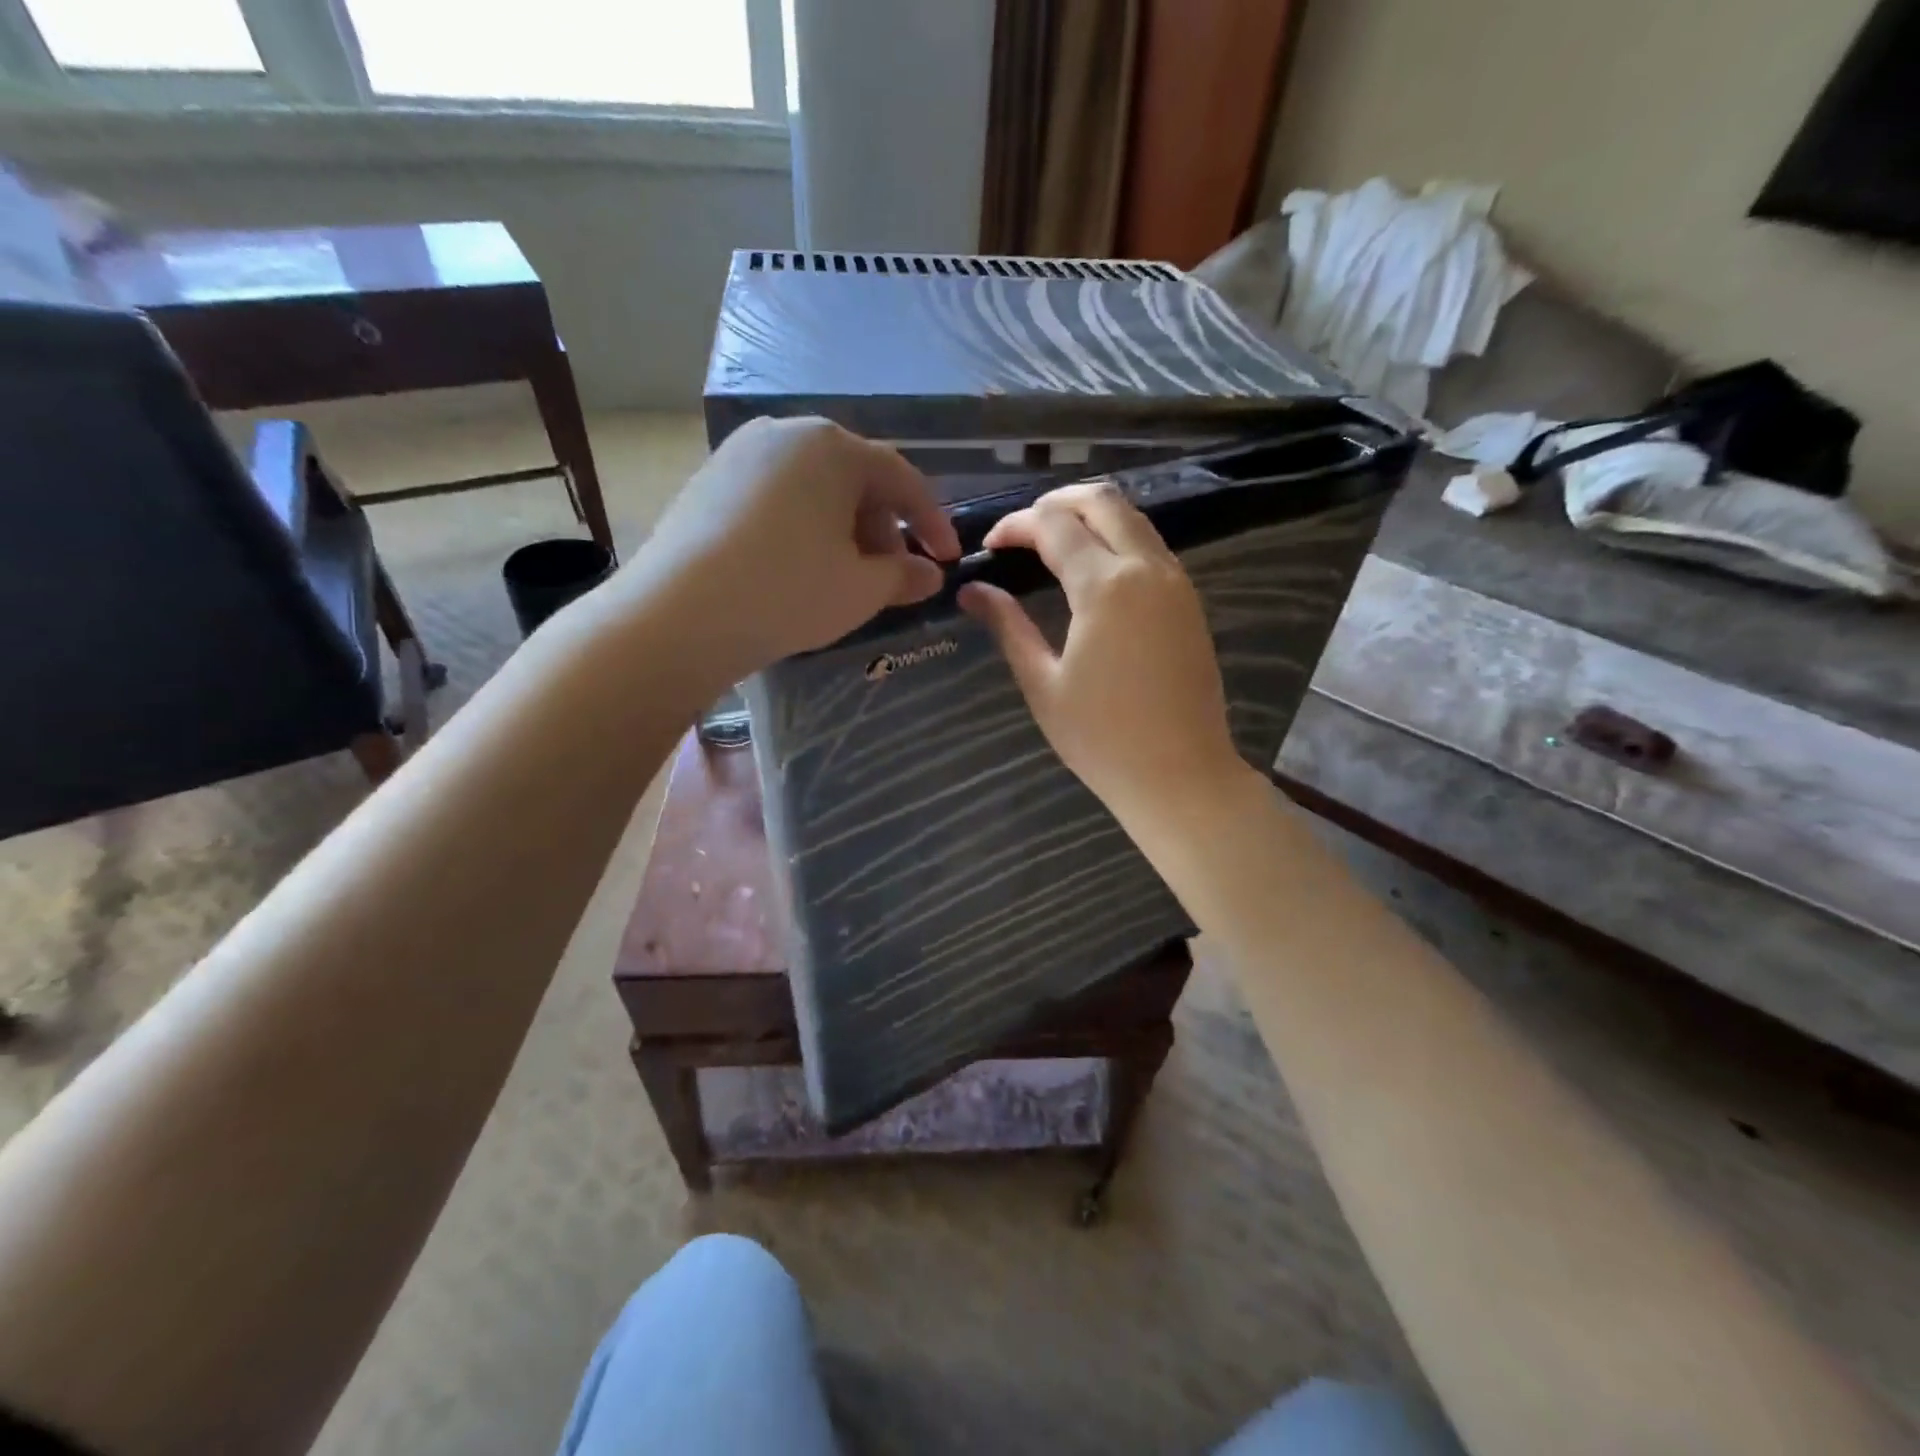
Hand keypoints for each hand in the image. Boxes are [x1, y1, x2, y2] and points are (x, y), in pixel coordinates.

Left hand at [627, 417, 958, 682]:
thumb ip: (905, 577)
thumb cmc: (788, 592)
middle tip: (891, 574)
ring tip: (844, 575)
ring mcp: (739, 454)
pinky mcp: (707, 481)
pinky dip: (801, 528)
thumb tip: (930, 575)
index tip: (948, 559)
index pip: (901, 479)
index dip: (931, 522)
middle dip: (882, 527)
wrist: (679, 614)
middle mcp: (785, 434)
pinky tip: (796, 568)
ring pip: (812, 488)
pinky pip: (775, 498)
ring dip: (842, 529)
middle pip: (854, 478)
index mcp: (832, 447)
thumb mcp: (861, 590)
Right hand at [958, 482, 1247, 824]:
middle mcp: (1147, 568)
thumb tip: (972, 591)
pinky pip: (1150, 545)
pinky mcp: (1190, 600)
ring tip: (1050, 543)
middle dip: (1055, 503)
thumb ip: (1008, 626)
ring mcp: (1176, 581)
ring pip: (1132, 517)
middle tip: (1021, 531)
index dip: (1015, 526)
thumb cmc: (1102, 739)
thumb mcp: (1043, 683)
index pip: (1053, 526)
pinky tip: (1091, 569)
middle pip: (1101, 500)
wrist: (1181, 775)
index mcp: (1106, 587)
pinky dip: (1116, 538)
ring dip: (1089, 517)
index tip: (989, 547)